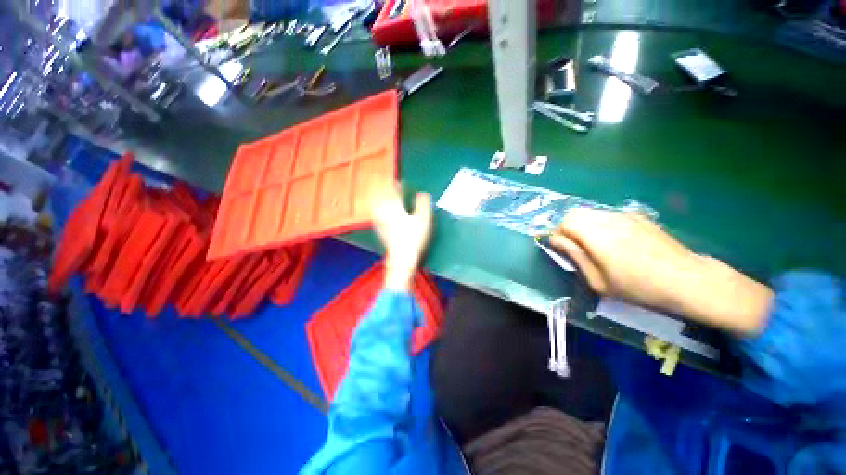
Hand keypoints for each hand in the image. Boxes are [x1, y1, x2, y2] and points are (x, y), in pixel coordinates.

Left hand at [371, 183, 432, 290]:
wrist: (402, 257)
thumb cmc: (414, 238)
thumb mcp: (423, 220)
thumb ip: (423, 204)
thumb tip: (422, 193)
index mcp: (396, 208)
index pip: (393, 192)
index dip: (396, 185)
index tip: (398, 181)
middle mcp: (385, 212)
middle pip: (381, 197)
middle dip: (383, 188)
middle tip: (385, 182)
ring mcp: (380, 222)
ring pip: (376, 205)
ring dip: (377, 197)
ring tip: (378, 192)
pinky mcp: (380, 230)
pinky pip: (375, 215)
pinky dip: (376, 208)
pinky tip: (376, 210)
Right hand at [549, 208, 772, 334]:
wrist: (686, 279)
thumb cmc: (638, 287)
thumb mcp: (598, 280)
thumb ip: (574, 256)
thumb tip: (555, 240)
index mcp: (596, 236)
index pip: (564, 223)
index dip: (557, 234)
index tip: (561, 248)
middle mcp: (608, 219)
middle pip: (575, 214)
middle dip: (567, 228)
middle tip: (574, 246)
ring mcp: (624, 215)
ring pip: (591, 212)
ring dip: (583, 225)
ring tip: (593, 244)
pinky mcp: (637, 216)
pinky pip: (607, 214)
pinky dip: (600, 223)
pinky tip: (614, 240)